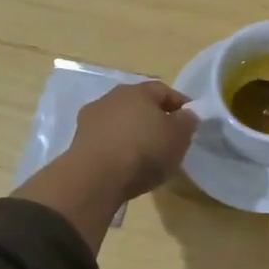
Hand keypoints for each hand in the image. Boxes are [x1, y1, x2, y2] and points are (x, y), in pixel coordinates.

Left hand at [65, 80, 198, 200]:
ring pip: (119, 122)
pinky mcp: (78, 143)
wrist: (95, 178)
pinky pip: (106, 141)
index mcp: (137, 91)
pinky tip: (125, 165)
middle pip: (138, 105)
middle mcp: (111, 98)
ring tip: (146, 155)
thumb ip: (187, 121)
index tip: (190, 120)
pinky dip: (116, 148)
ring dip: (132, 133)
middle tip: (167, 137)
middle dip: (153, 118)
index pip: (163, 90)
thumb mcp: (179, 136)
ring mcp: (91, 120)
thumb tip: (186, 115)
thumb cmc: (144, 150)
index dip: (179, 104)